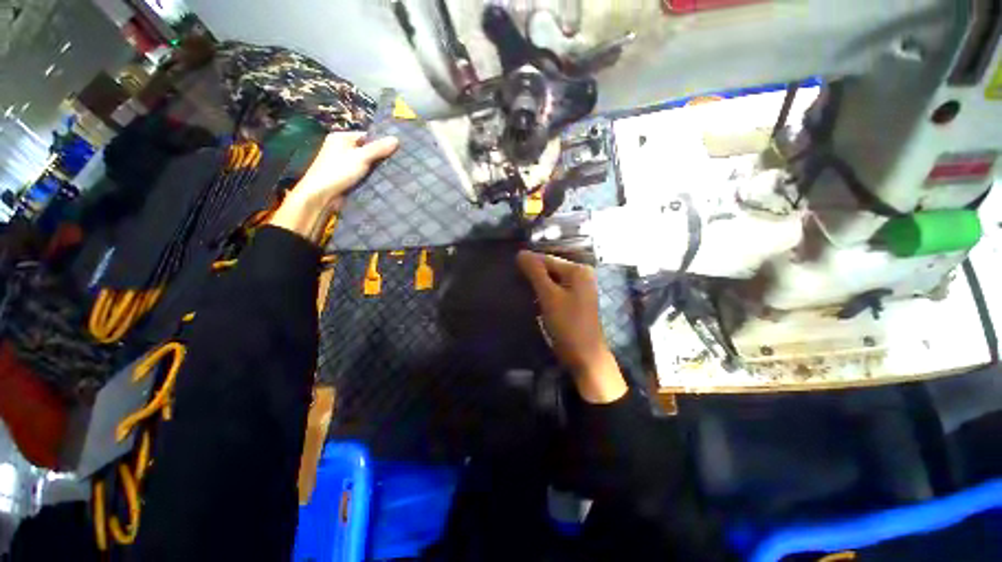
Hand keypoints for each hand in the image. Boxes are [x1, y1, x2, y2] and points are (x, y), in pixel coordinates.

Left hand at [269, 132, 398, 242]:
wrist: (321, 195)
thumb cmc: (338, 171)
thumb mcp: (361, 157)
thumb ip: (378, 149)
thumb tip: (397, 139)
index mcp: (341, 137)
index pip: (367, 136)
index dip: (381, 143)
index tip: (397, 152)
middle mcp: (341, 148)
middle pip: (367, 149)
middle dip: (380, 157)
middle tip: (397, 163)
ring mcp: (343, 163)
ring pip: (366, 163)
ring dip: (377, 169)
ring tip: (393, 172)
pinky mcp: (346, 176)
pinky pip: (363, 173)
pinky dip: (371, 176)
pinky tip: (382, 181)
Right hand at [517, 251, 626, 403]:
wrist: (584, 356)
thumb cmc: (568, 324)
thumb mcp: (549, 296)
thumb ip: (535, 273)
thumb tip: (521, 253)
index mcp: (578, 271)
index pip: (547, 259)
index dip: (528, 263)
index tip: (510, 271)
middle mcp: (581, 276)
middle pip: (550, 269)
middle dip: (533, 275)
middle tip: (513, 282)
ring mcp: (579, 289)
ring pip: (552, 280)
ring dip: (537, 285)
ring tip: (519, 290)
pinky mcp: (575, 301)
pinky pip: (556, 291)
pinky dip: (544, 294)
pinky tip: (532, 300)